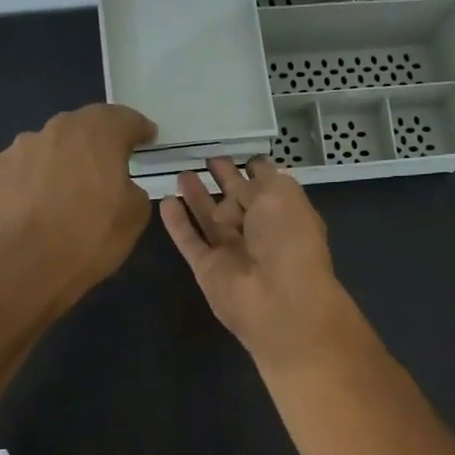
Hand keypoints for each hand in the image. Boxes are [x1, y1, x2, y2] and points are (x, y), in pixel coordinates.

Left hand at [0, 104, 155, 308]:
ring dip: (62, 160)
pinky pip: (23, 167)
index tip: (147, 139)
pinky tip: (36, 204)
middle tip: (106, 166)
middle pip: (84, 126)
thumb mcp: (135, 216)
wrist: (29, 264)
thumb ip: (133, 188)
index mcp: (99, 132)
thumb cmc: (91, 237)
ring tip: (65, 190)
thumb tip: (121, 185)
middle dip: (98, 142)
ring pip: (50, 145)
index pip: (125, 119)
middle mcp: (59, 128)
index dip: (139, 129)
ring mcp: (22, 146)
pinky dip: (33, 178)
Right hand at [160, 156, 364, 369]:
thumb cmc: (288, 240)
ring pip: (210, 219)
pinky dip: (177, 223)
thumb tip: (245, 176)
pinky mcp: (207, 269)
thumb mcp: (282, 194)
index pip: (268, 187)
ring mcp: (232, 252)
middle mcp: (260, 233)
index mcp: (285, 214)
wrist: (278, 299)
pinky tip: (165, 201)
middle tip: (207, 159)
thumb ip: (262, 180)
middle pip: (237, 202)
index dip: (255, 170)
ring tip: (182, 173)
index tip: (240, 154)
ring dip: (197, 197)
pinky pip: (189, 241)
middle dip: (225, 180)